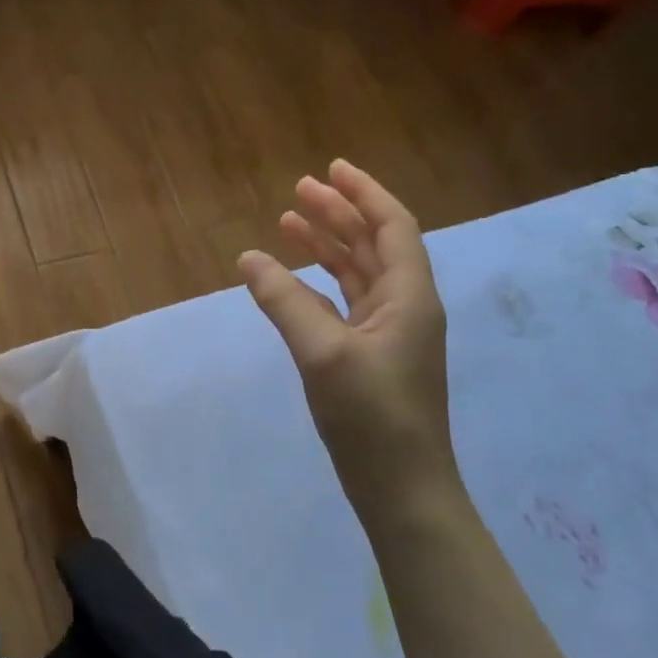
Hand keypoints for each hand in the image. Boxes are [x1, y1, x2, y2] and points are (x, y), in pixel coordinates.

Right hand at [238, 160, 462, 528]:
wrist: (402, 489)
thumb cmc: (372, 416)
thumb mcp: (323, 353)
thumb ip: (285, 300)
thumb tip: (248, 257)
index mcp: (409, 297)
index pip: (392, 227)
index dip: (363, 193)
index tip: (331, 168)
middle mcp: (405, 306)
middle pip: (374, 244)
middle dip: (339, 213)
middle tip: (298, 190)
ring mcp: (390, 332)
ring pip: (359, 271)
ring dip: (328, 244)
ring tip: (288, 222)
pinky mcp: (372, 355)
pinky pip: (346, 300)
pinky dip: (320, 281)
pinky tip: (292, 277)